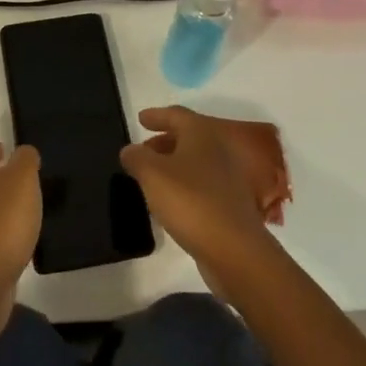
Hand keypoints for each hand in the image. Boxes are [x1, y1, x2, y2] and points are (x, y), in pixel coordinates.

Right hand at [121, 106, 272, 289]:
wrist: (235, 251)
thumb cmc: (191, 201)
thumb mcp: (152, 174)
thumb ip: (137, 158)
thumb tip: (130, 149)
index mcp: (201, 135)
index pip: (177, 115)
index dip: (157, 115)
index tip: (140, 118)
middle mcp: (217, 151)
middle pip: (187, 138)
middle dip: (163, 142)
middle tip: (142, 149)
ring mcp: (227, 179)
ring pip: (194, 163)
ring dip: (172, 165)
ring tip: (150, 176)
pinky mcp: (229, 206)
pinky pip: (200, 186)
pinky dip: (182, 186)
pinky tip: (168, 202)